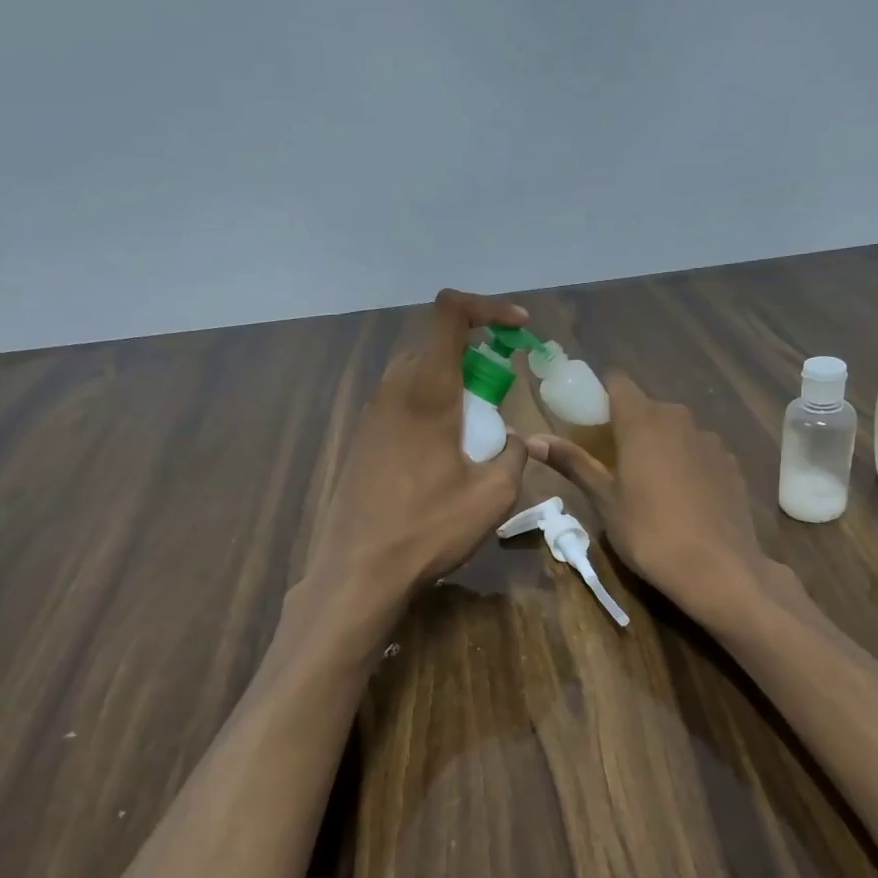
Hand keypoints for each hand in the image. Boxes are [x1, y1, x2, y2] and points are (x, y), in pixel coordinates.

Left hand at [309, 289, 530, 601]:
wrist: (359, 570)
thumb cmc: (429, 528)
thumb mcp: (493, 495)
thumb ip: (515, 454)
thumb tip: (515, 439)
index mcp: (427, 390)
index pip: (450, 313)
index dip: (488, 307)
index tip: (519, 330)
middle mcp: (393, 389)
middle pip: (434, 342)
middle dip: (475, 352)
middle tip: (501, 388)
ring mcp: (371, 414)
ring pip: (416, 371)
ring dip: (452, 381)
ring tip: (476, 426)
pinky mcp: (362, 439)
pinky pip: (401, 401)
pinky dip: (431, 405)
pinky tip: (444, 453)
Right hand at [527, 375, 771, 624]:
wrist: (718, 568)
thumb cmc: (649, 533)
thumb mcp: (604, 500)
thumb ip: (573, 463)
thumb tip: (533, 440)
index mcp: (642, 421)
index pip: (618, 382)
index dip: (601, 395)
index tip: (590, 421)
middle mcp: (679, 419)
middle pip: (647, 407)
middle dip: (629, 425)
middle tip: (613, 462)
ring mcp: (710, 440)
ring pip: (676, 430)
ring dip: (660, 445)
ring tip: (651, 485)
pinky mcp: (731, 464)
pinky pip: (700, 452)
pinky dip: (688, 464)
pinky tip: (685, 499)